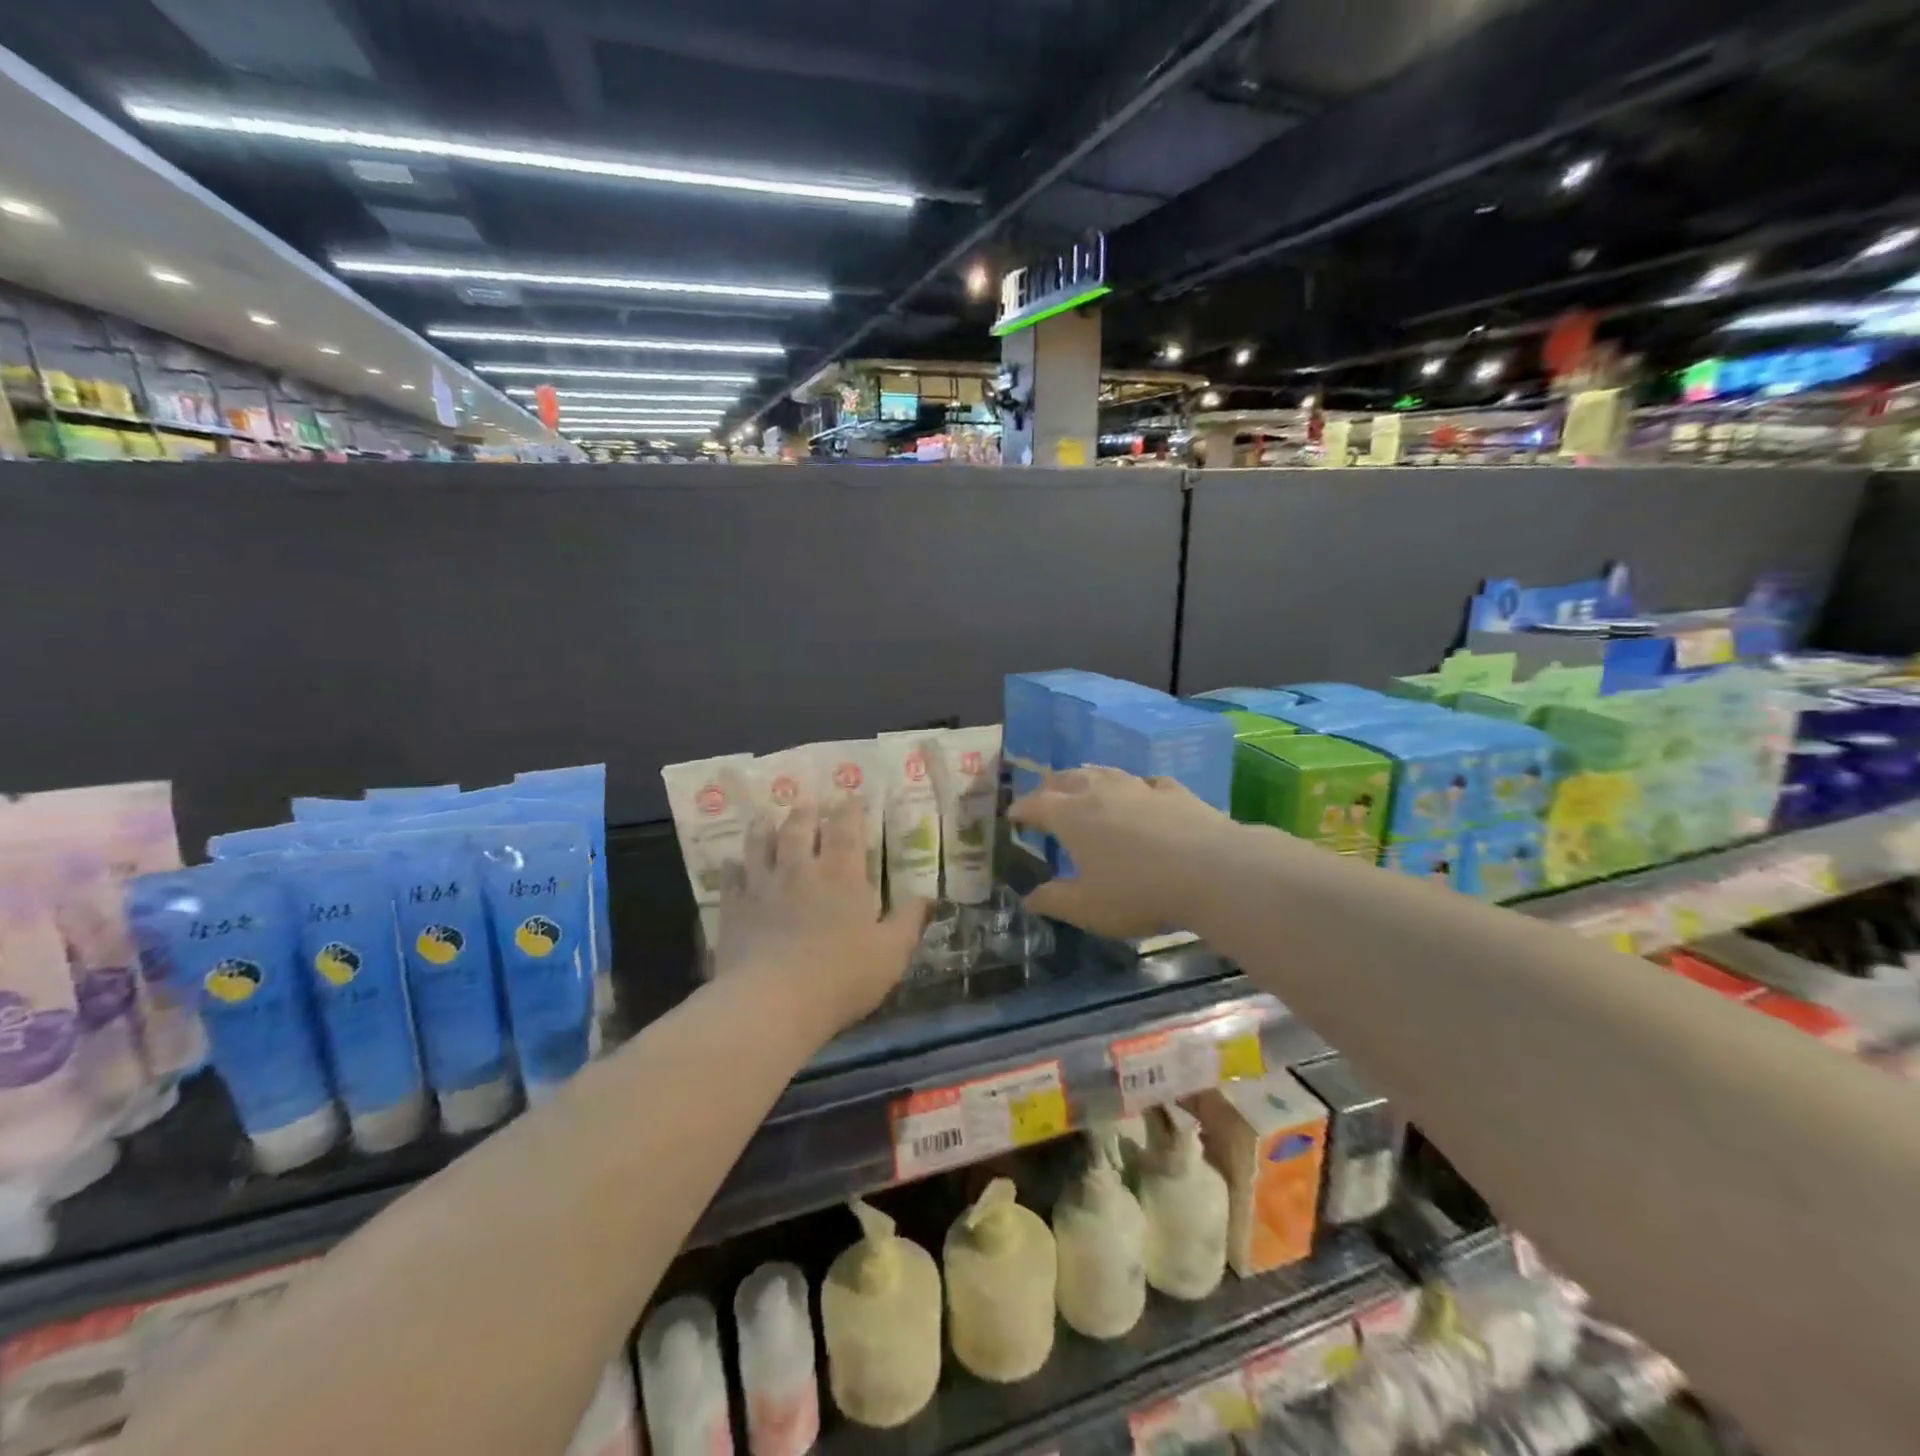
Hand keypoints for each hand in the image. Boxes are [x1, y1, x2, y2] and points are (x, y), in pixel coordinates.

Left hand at [715, 796, 927, 1036]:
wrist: (772, 1003)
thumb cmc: (841, 977)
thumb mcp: (891, 953)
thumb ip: (909, 921)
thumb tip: (927, 896)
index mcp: (842, 875)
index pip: (845, 828)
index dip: (849, 810)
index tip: (850, 797)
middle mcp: (800, 870)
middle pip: (799, 829)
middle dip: (805, 813)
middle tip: (806, 803)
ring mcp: (762, 887)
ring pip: (760, 845)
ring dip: (765, 829)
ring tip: (766, 818)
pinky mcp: (734, 909)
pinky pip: (731, 878)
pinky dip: (733, 867)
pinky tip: (733, 863)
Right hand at [1010, 767, 1236, 938]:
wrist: (1211, 871)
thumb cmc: (1138, 892)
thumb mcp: (1087, 908)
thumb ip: (1053, 900)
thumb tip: (1028, 898)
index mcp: (1070, 816)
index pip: (1035, 804)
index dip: (1020, 809)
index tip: (1012, 816)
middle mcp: (1099, 792)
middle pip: (1065, 779)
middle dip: (1049, 787)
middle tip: (1044, 797)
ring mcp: (1138, 787)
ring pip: (1103, 772)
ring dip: (1087, 777)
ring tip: (1083, 783)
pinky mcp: (1172, 791)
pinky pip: (1146, 782)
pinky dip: (1135, 787)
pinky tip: (1141, 792)